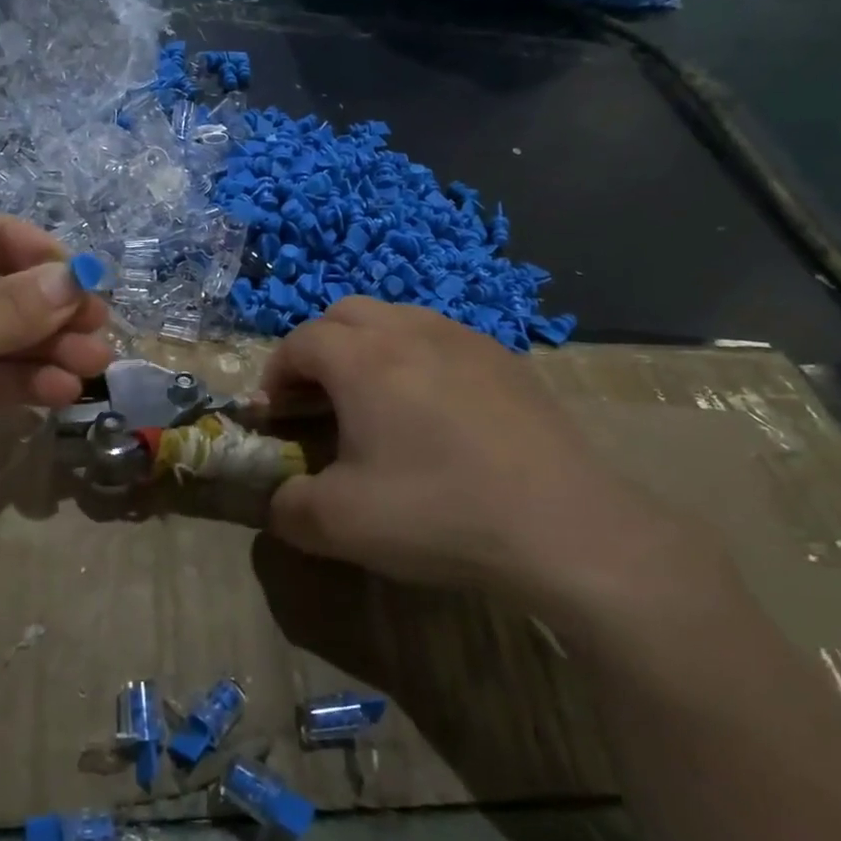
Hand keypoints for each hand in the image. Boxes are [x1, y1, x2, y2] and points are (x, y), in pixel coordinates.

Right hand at [263, 298, 724, 632]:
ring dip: (367, 347)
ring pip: (396, 318)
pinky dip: (415, 357)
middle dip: (317, 349)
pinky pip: (441, 337)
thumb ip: (286, 508)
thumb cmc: (438, 512)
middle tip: (318, 400)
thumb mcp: (338, 525)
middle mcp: (410, 331)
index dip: (275, 375)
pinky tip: (433, 410)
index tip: (276, 416)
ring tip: (374, 400)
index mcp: (362, 359)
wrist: (564, 526)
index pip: (299, 342)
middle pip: (344, 314)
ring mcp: (465, 338)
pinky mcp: (505, 358)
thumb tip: (278, 501)